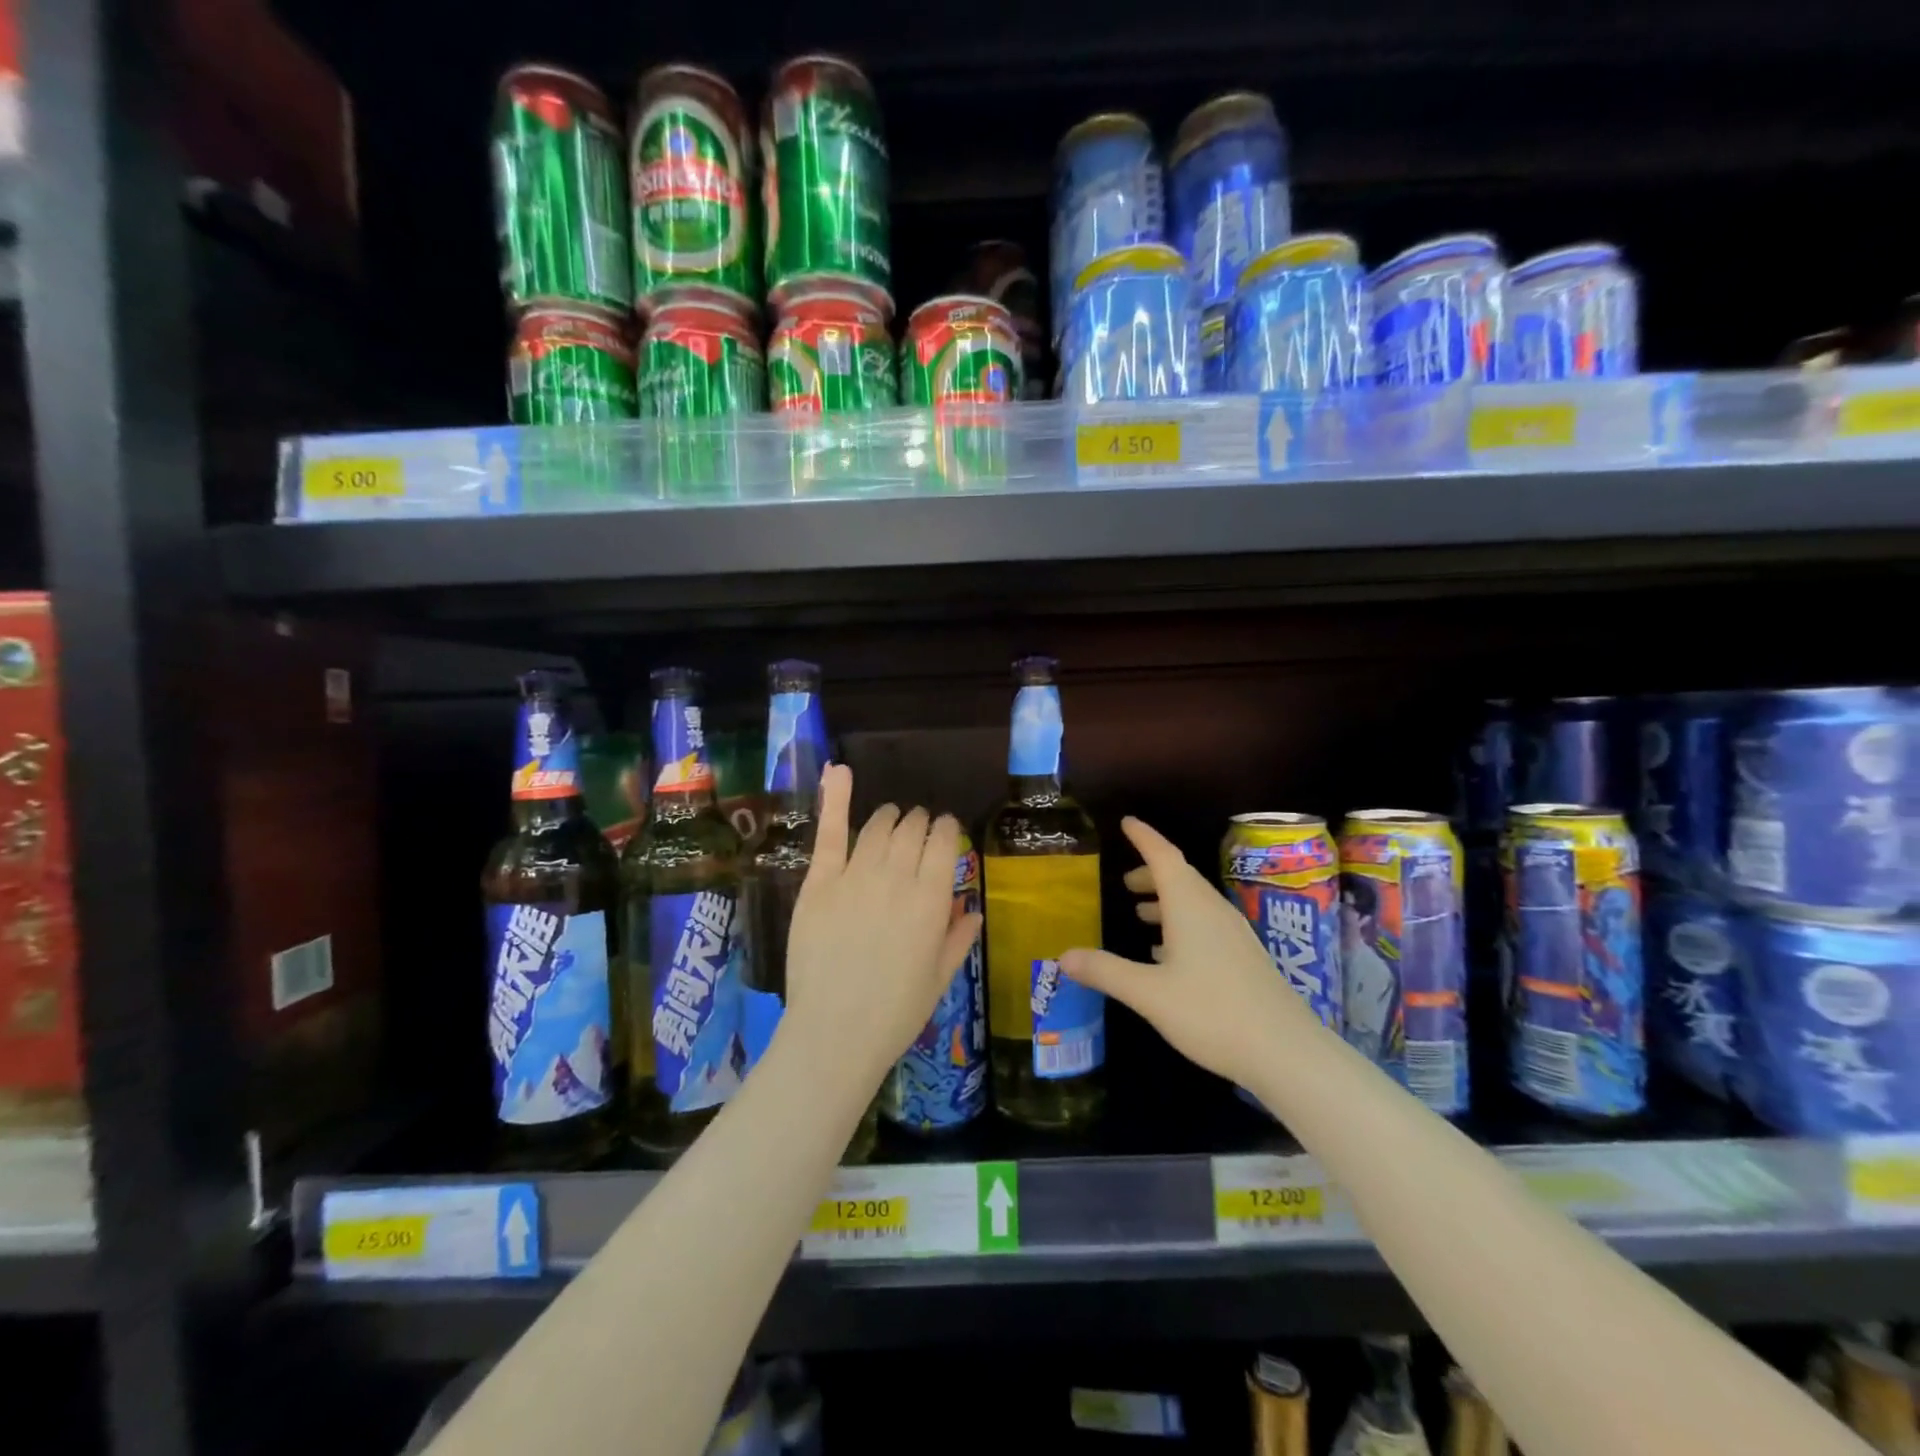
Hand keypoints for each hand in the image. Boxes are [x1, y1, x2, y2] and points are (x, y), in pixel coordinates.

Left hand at [781, 765, 982, 1089]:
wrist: (836, 1034)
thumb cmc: (895, 1013)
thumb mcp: (940, 977)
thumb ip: (958, 937)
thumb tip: (972, 908)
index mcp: (932, 899)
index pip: (944, 840)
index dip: (946, 830)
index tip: (945, 832)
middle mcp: (897, 877)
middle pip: (912, 828)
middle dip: (920, 823)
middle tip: (918, 833)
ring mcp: (855, 876)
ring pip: (878, 826)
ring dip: (890, 817)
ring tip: (892, 821)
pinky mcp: (819, 883)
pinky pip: (831, 833)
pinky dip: (835, 798)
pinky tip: (839, 771)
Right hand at [1060, 817, 1305, 1088]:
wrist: (1286, 1052)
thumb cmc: (1212, 1012)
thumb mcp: (1148, 993)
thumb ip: (1105, 971)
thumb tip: (1064, 955)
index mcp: (1190, 907)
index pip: (1164, 856)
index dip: (1144, 837)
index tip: (1126, 822)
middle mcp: (1213, 911)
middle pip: (1180, 877)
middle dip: (1151, 874)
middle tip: (1125, 882)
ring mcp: (1234, 935)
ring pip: (1195, 902)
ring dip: (1167, 901)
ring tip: (1141, 914)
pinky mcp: (1245, 958)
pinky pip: (1207, 925)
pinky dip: (1182, 925)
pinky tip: (1169, 955)